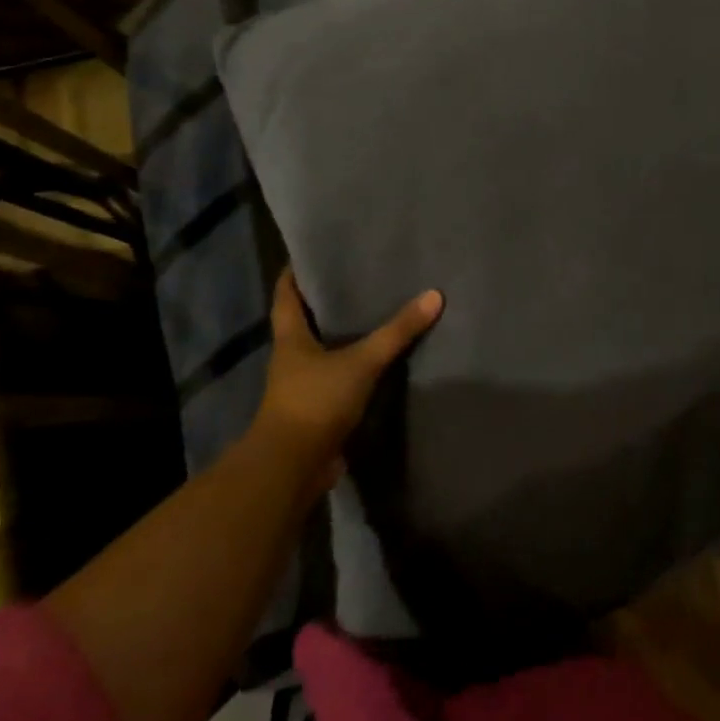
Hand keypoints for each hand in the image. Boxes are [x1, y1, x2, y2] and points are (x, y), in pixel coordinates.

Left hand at [251, 268, 442, 487]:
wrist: (293, 467)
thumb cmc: (316, 401)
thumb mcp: (361, 361)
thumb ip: (397, 332)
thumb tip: (434, 295)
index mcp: (290, 338)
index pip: (285, 294)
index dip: (295, 272)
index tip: (313, 252)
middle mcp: (291, 357)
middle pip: (304, 320)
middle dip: (326, 301)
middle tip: (357, 277)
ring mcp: (302, 386)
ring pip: (321, 350)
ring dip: (341, 335)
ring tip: (373, 312)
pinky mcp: (317, 410)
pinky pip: (336, 378)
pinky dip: (353, 367)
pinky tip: (377, 359)